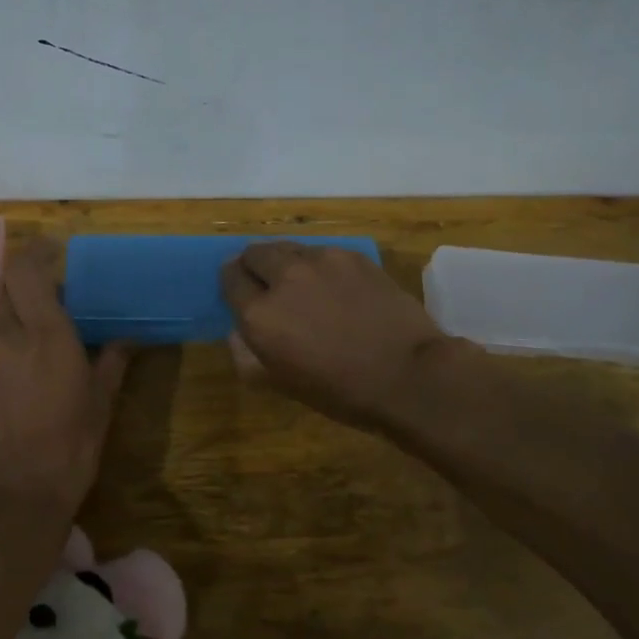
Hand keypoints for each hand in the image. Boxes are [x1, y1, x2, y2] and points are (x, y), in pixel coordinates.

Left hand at [0, 239, 132, 514]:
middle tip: (62, 291)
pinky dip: (11, 332)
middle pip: (9, 286)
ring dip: (21, 307)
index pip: (24, 269)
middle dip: (32, 280)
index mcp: (43, 334)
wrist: (13, 495)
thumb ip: (113, 360)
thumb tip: (128, 337)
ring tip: (49, 325)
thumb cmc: (69, 445)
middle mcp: (7, 335)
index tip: (58, 249)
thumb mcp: (101, 401)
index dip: (37, 251)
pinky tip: (33, 356)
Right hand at [220, 241, 451, 430]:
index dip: (233, 284)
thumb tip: (237, 331)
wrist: (409, 374)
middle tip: (268, 285)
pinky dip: (318, 265)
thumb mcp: (281, 383)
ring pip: (287, 247)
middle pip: (254, 253)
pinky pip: (321, 252)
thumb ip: (247, 354)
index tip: (241, 293)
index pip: (229, 278)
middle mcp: (283, 277)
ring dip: (285, 262)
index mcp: (259, 313)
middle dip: (254, 266)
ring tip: (302, 284)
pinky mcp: (351, 255)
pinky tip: (336, 287)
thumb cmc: (341, 391)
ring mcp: (320, 261)